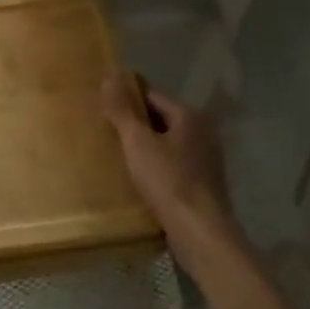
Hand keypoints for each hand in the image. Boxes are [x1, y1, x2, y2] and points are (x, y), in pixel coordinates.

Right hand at [101, 79, 242, 268]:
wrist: (200, 233)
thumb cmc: (169, 181)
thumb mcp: (138, 143)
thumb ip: (122, 110)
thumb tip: (109, 75)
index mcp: (190, 116)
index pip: (153, 96)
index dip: (128, 98)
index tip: (104, 105)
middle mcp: (203, 133)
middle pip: (161, 119)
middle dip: (136, 123)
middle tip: (105, 129)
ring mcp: (206, 160)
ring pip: (167, 144)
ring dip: (145, 147)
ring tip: (116, 153)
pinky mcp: (203, 184)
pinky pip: (173, 165)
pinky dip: (156, 166)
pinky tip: (137, 177)